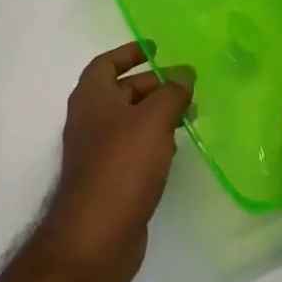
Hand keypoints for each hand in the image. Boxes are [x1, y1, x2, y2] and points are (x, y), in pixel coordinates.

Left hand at [40, 42, 190, 278]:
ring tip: (191, 114)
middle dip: (153, 84)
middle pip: (122, 91)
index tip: (155, 48)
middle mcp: (90, 118)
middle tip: (187, 85)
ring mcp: (97, 150)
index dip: (130, 52)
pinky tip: (176, 147)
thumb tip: (184, 74)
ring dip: (157, 113)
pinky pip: (133, 147)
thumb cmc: (122, 165)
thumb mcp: (153, 120)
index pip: (107, 62)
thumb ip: (171, 93)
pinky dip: (153, 140)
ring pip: (130, 121)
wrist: (96, 233)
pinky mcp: (109, 177)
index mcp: (91, 96)